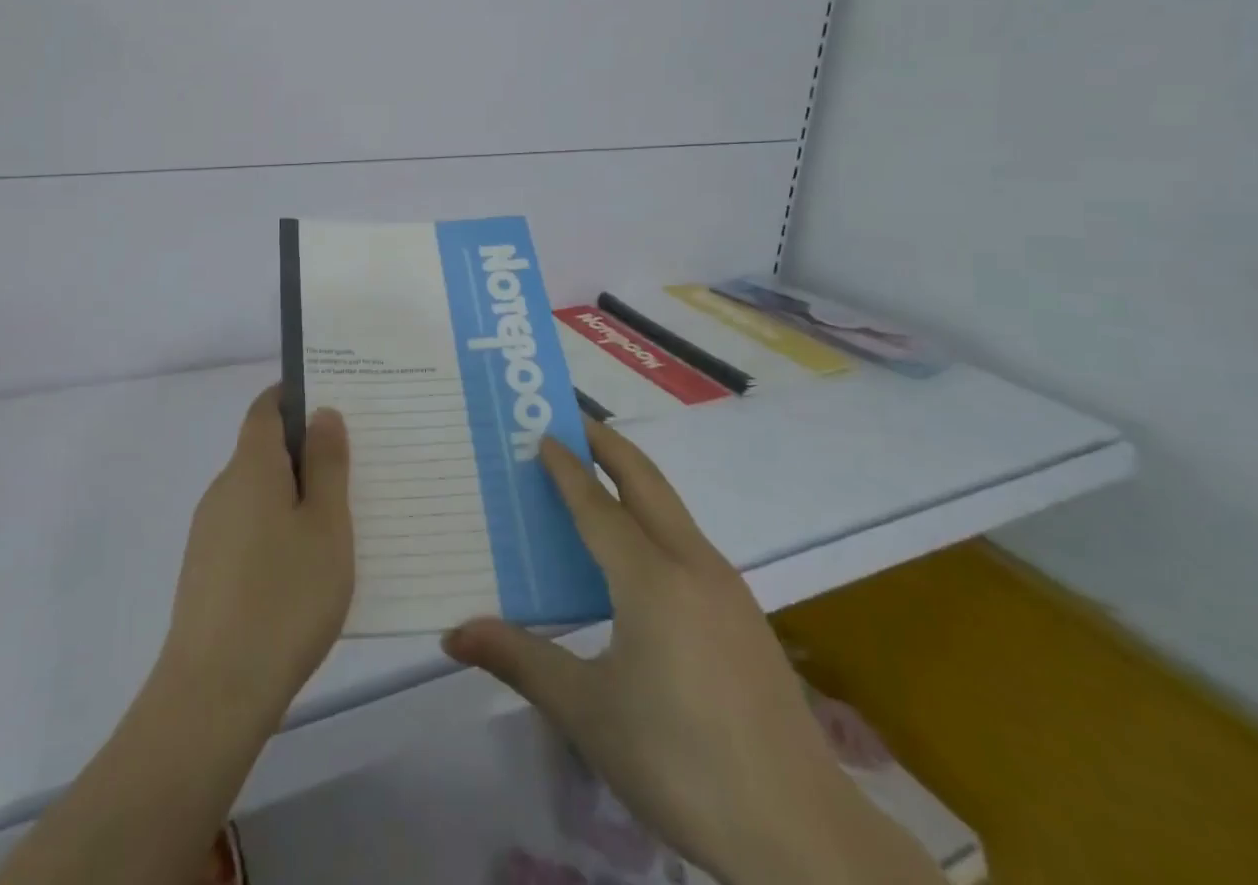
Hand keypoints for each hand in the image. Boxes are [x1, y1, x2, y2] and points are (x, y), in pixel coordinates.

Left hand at [0, 392, 351, 884]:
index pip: (266, 407)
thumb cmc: (284, 598)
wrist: (213, 695)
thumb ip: (327, 464)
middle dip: (306, 449)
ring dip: (295, 492)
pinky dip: (279, 527)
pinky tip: (307, 565)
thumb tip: (321, 413)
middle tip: (355, 464)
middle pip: (264, 449)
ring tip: (342, 518)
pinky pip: (250, 527)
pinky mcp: (208, 570)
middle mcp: (224, 488)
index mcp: (251, 467)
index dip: (296, 395)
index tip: (335, 401)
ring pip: (259, 491)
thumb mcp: (326, 526)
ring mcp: (210, 531)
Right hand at [443, 419, 939, 884]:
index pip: (596, 503)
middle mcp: (690, 564)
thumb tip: (453, 634)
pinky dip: (653, 517)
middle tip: (571, 421)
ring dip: (632, 479)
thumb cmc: (682, 764)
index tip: (540, 433)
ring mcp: (726, 587)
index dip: (565, 467)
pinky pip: (687, 540)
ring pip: (671, 508)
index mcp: (649, 578)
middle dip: (607, 444)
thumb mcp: (588, 714)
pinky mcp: (744, 615)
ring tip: (595, 479)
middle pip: (644, 480)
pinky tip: (638, 555)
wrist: (804, 836)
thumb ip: (520, 661)